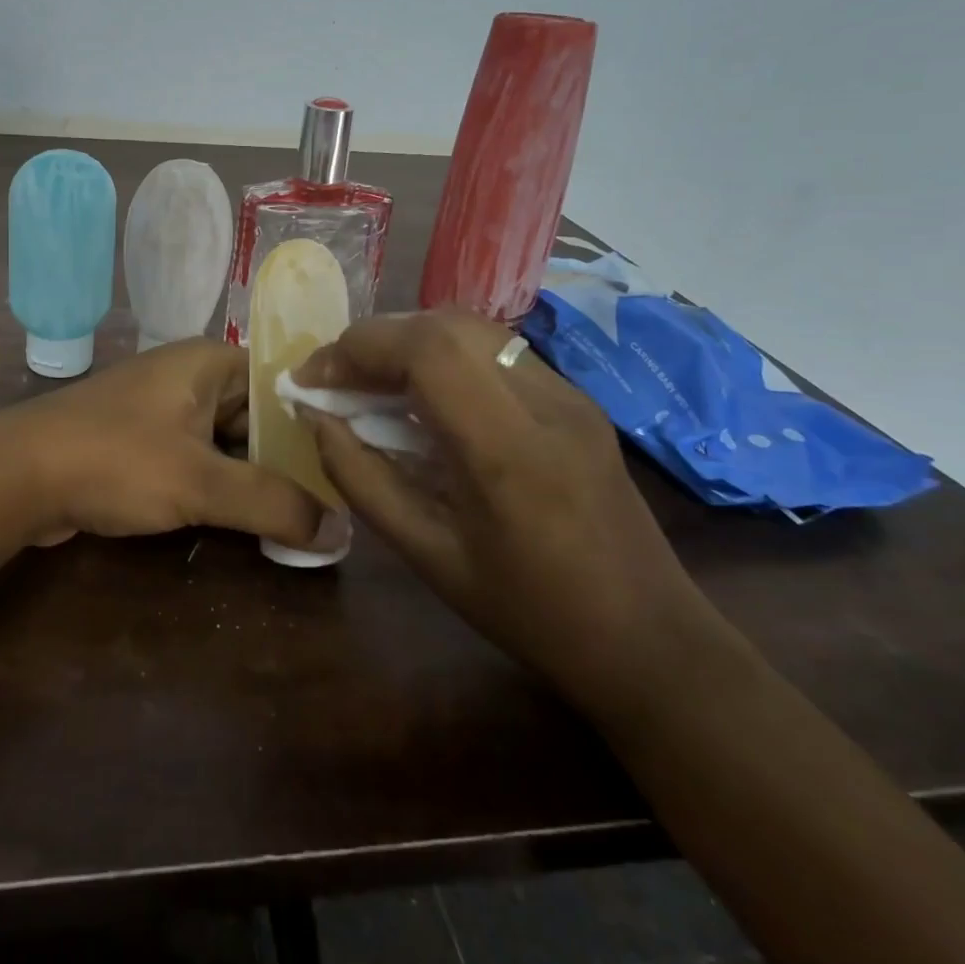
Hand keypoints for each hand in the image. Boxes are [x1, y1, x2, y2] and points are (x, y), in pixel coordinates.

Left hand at [0, 339, 323, 550]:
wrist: (16, 476)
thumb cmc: (115, 460)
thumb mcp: (201, 483)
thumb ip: (273, 503)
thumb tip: (339, 528)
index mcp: (209, 362)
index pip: (283, 382)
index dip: (317, 423)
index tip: (351, 466)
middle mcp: (190, 375)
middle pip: (258, 415)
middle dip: (287, 461)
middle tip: (331, 507)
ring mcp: (163, 409)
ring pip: (228, 442)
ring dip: (254, 479)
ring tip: (299, 521)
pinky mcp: (142, 442)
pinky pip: (198, 459)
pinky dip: (220, 487)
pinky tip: (245, 522)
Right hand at [294, 309, 714, 718]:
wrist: (651, 639)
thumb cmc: (531, 612)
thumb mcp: (428, 556)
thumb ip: (361, 479)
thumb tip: (315, 417)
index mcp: (509, 450)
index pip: (426, 350)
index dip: (358, 349)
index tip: (312, 380)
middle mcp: (546, 401)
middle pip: (445, 324)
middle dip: (376, 340)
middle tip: (335, 380)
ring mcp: (569, 393)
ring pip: (470, 329)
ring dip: (407, 342)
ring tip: (370, 383)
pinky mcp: (576, 397)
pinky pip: (494, 352)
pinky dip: (442, 356)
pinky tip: (423, 397)